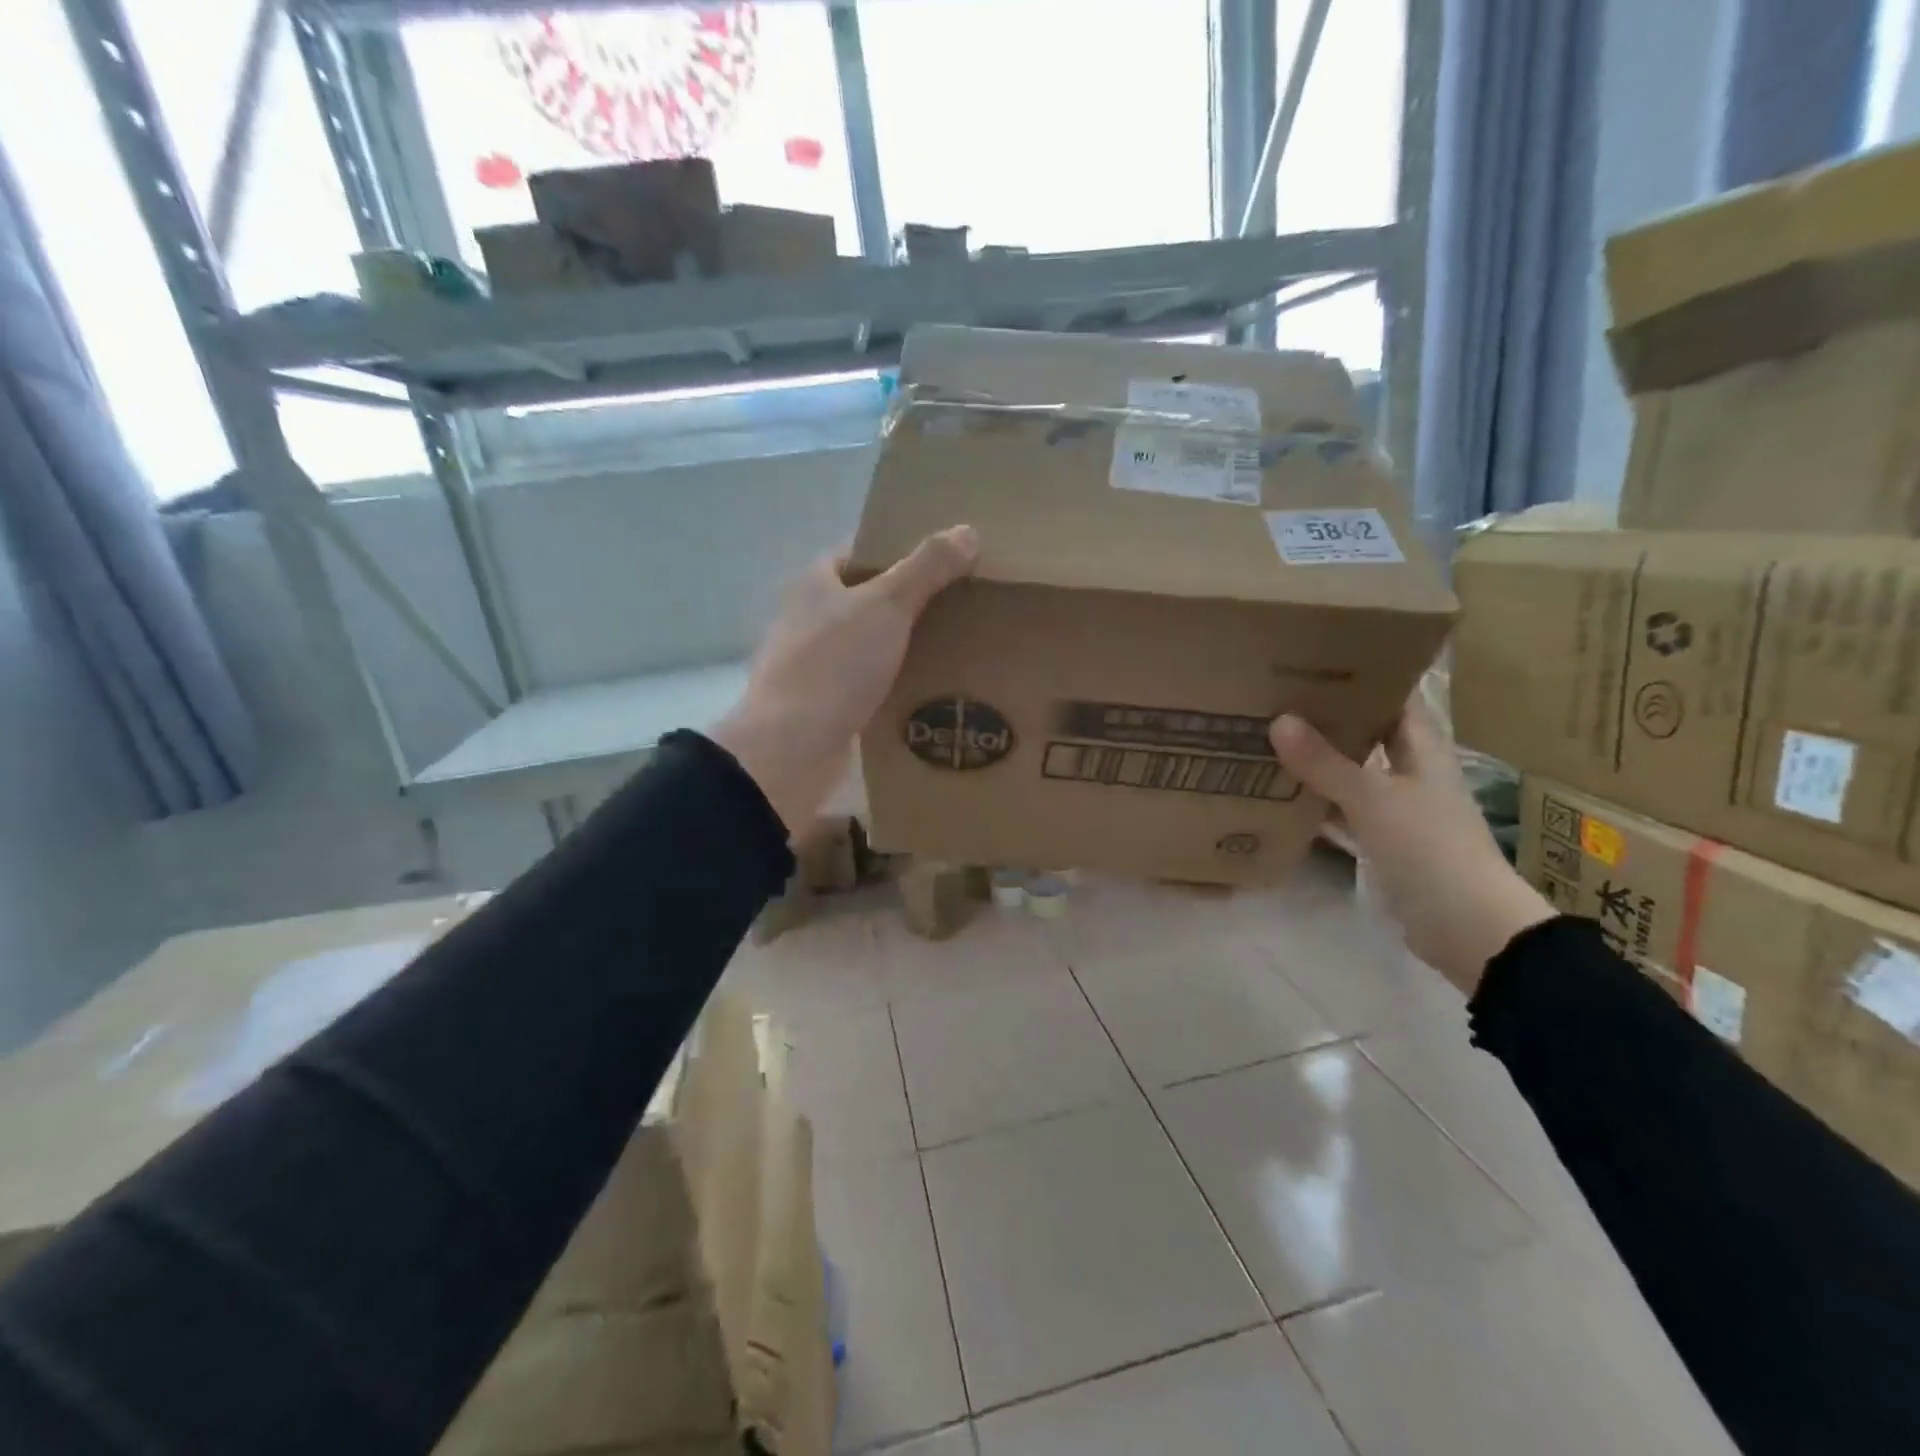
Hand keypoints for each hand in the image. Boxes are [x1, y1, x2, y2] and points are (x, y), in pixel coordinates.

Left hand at [711, 526, 979, 832]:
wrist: (792, 746)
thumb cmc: (835, 664)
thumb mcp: (887, 605)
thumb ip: (927, 568)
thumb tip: (968, 531)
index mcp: (814, 583)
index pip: (858, 551)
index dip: (898, 549)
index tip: (941, 558)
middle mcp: (808, 617)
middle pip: (866, 598)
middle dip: (909, 600)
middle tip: (958, 602)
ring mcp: (813, 662)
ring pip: (868, 642)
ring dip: (902, 643)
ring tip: (953, 644)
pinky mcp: (824, 701)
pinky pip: (867, 681)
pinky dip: (893, 680)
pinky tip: (926, 686)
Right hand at [1269, 699, 1553, 994]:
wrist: (1466, 926)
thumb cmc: (1429, 847)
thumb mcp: (1373, 799)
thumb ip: (1325, 762)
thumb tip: (1278, 720)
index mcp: (1422, 748)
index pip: (1393, 696)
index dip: (1360, 674)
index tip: (1313, 658)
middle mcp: (1410, 770)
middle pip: (1365, 732)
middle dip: (1326, 716)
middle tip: (1274, 695)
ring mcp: (1396, 807)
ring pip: (1349, 772)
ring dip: (1316, 760)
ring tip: (1265, 737)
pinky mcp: (1381, 840)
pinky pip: (1341, 810)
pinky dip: (1314, 802)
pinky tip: (1277, 794)